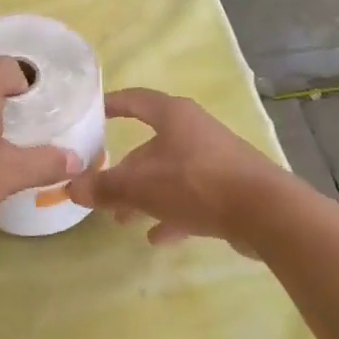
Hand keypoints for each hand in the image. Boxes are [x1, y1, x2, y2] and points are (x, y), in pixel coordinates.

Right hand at [68, 88, 282, 249]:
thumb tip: (72, 187)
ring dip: (146, 197)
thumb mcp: (141, 186)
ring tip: (124, 221)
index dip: (112, 104)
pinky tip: (158, 238)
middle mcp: (195, 132)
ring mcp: (216, 161)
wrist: (266, 213)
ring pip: (171, 176)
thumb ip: (105, 187)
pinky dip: (173, 215)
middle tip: (103, 193)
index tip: (92, 112)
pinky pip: (193, 199)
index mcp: (174, 117)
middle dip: (126, 172)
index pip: (136, 100)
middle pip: (151, 147)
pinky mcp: (231, 189)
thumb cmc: (196, 184)